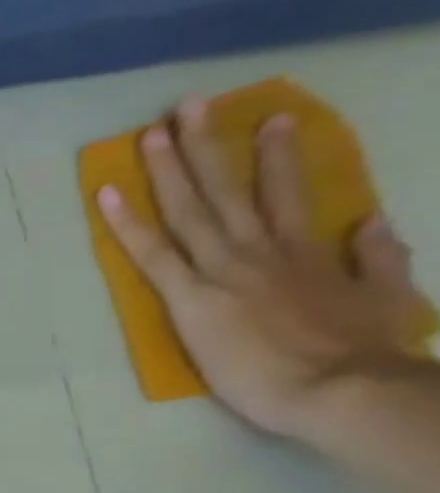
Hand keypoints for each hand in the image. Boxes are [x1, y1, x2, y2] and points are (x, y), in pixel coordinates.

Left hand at [98, 95, 431, 438]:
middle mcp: (262, 249)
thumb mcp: (387, 294)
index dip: (278, 155)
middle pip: (229, 187)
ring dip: (168, 167)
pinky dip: (126, 223)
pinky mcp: (190, 297)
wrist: (339, 387)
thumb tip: (372, 219)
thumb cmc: (360, 351)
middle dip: (208, 143)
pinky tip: (106, 196)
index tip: (271, 119)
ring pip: (190, 208)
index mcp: (307, 250)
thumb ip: (377, 255)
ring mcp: (223, 269)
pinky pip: (152, 252)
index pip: (288, 191)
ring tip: (151, 132)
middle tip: (189, 105)